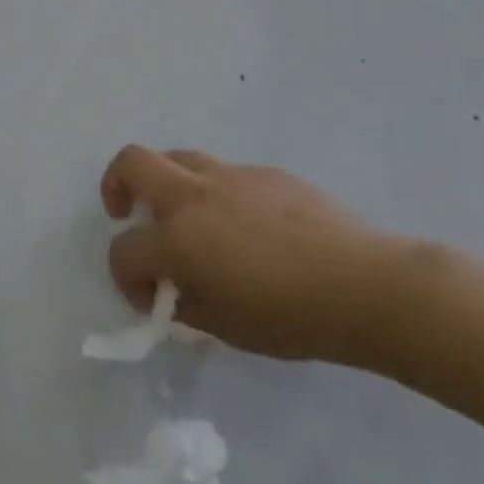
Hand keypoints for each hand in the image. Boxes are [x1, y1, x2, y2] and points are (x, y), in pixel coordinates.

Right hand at [102, 146, 414, 363]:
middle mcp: (193, 196)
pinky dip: (218, 194)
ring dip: (167, 183)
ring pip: (177, 157)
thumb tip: (174, 291)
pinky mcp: (265, 172)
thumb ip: (187, 304)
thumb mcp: (227, 326)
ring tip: (188, 216)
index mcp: (177, 238)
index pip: (124, 250)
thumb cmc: (293, 317)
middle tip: (128, 212)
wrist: (367, 286)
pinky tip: (250, 227)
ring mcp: (230, 176)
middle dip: (116, 184)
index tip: (149, 299)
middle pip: (132, 162)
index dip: (126, 278)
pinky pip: (226, 174)